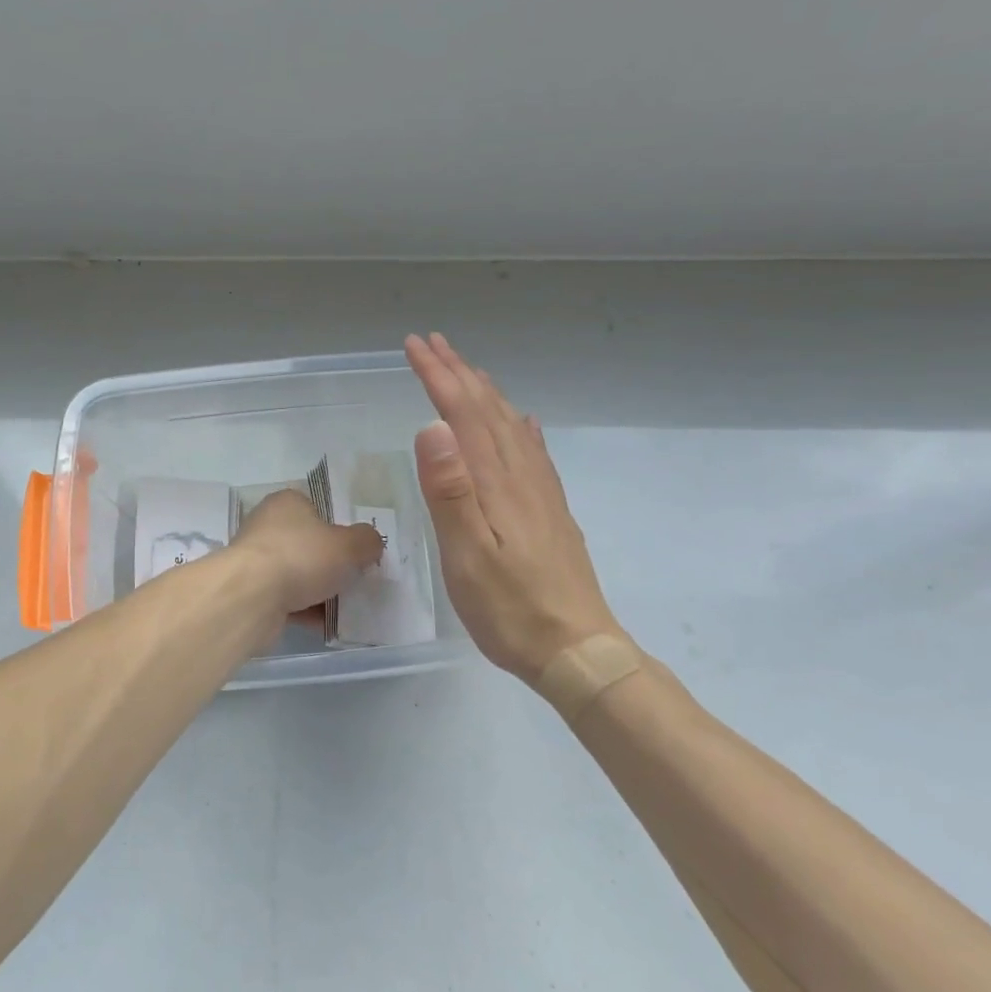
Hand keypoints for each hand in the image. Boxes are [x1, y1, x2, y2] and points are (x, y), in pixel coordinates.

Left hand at [231, 489, 384, 615]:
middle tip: (356, 578)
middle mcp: (267, 526)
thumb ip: (366, 541)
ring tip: (347, 606)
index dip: (338, 527)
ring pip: (297, 574)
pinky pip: (286, 600)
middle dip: (330, 562)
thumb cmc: (301, 557)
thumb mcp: (349, 545)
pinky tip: (326, 625)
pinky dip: (305, 611)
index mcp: (287, 503)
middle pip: (308, 543)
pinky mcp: (252, 592)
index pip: (316, 508)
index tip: (356, 548)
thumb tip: (371, 543)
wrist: (252, 597)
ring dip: (319, 590)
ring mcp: (256, 560)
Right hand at [405, 333, 625, 684]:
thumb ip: (450, 490)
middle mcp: (521, 476)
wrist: (576, 649)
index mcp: (496, 482)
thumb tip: (432, 425)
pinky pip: (533, 452)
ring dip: (485, 392)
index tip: (414, 346)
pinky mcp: (550, 511)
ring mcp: (541, 492)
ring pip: (511, 425)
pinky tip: (523, 422)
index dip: (438, 376)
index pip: (462, 414)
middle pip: (488, 410)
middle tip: (433, 342)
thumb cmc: (510, 607)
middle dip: (458, 373)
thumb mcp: (468, 554)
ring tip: (468, 370)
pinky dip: (520, 426)